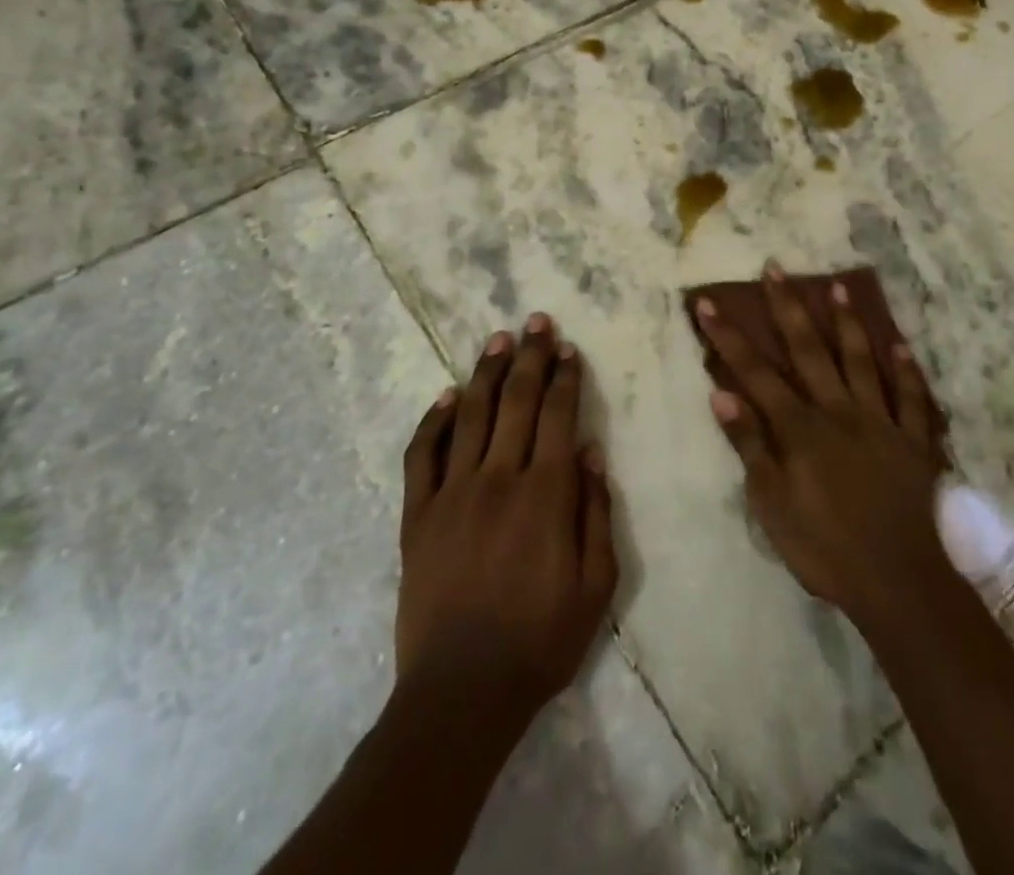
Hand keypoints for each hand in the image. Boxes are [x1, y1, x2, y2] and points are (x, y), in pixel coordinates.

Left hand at [396, 314, 617, 728]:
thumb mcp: (597, 586)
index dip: (565, 377)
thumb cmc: (541, 640)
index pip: (559, 415)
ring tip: (498, 340)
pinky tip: (444, 396)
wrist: (462, 692)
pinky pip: (422, 455)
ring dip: (487, 373)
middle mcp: (499, 478)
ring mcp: (452, 493)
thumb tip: (591, 451)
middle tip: (536, 322)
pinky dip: (432, 421)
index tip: (568, 348)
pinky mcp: (417, 515)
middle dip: (531, 357)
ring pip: (471, 415)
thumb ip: (596, 512)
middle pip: (517, 401)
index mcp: (546, 494)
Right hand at [694, 265, 951, 633]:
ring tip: (836, 286)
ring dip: (847, 322)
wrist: (899, 582)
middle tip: (776, 269)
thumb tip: (721, 393)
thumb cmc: (825, 548)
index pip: (755, 372)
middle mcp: (839, 411)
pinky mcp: (914, 440)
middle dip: (788, 308)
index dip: (729, 336)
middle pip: (809, 350)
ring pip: (861, 360)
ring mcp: (880, 421)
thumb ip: (750, 446)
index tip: (708, 302)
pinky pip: (911, 397)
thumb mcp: (772, 505)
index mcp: (800, 428)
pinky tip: (900, 343)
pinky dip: (905, 369)